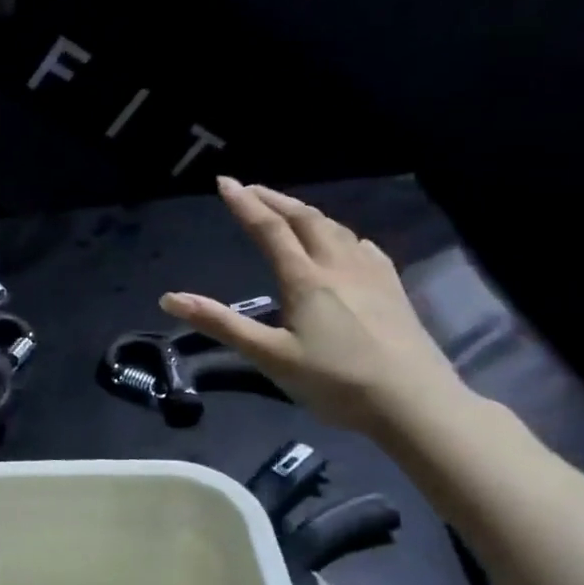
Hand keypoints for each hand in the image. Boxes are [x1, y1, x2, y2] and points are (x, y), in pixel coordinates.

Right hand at [160, 177, 470, 434]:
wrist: (413, 402)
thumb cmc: (334, 381)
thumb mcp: (269, 357)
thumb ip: (221, 324)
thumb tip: (169, 298)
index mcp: (306, 279)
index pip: (270, 229)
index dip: (245, 204)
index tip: (224, 182)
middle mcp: (339, 266)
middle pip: (305, 219)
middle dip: (275, 199)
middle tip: (251, 188)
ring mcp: (372, 275)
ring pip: (336, 228)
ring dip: (306, 213)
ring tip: (288, 210)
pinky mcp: (393, 289)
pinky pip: (361, 246)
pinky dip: (339, 233)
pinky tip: (343, 243)